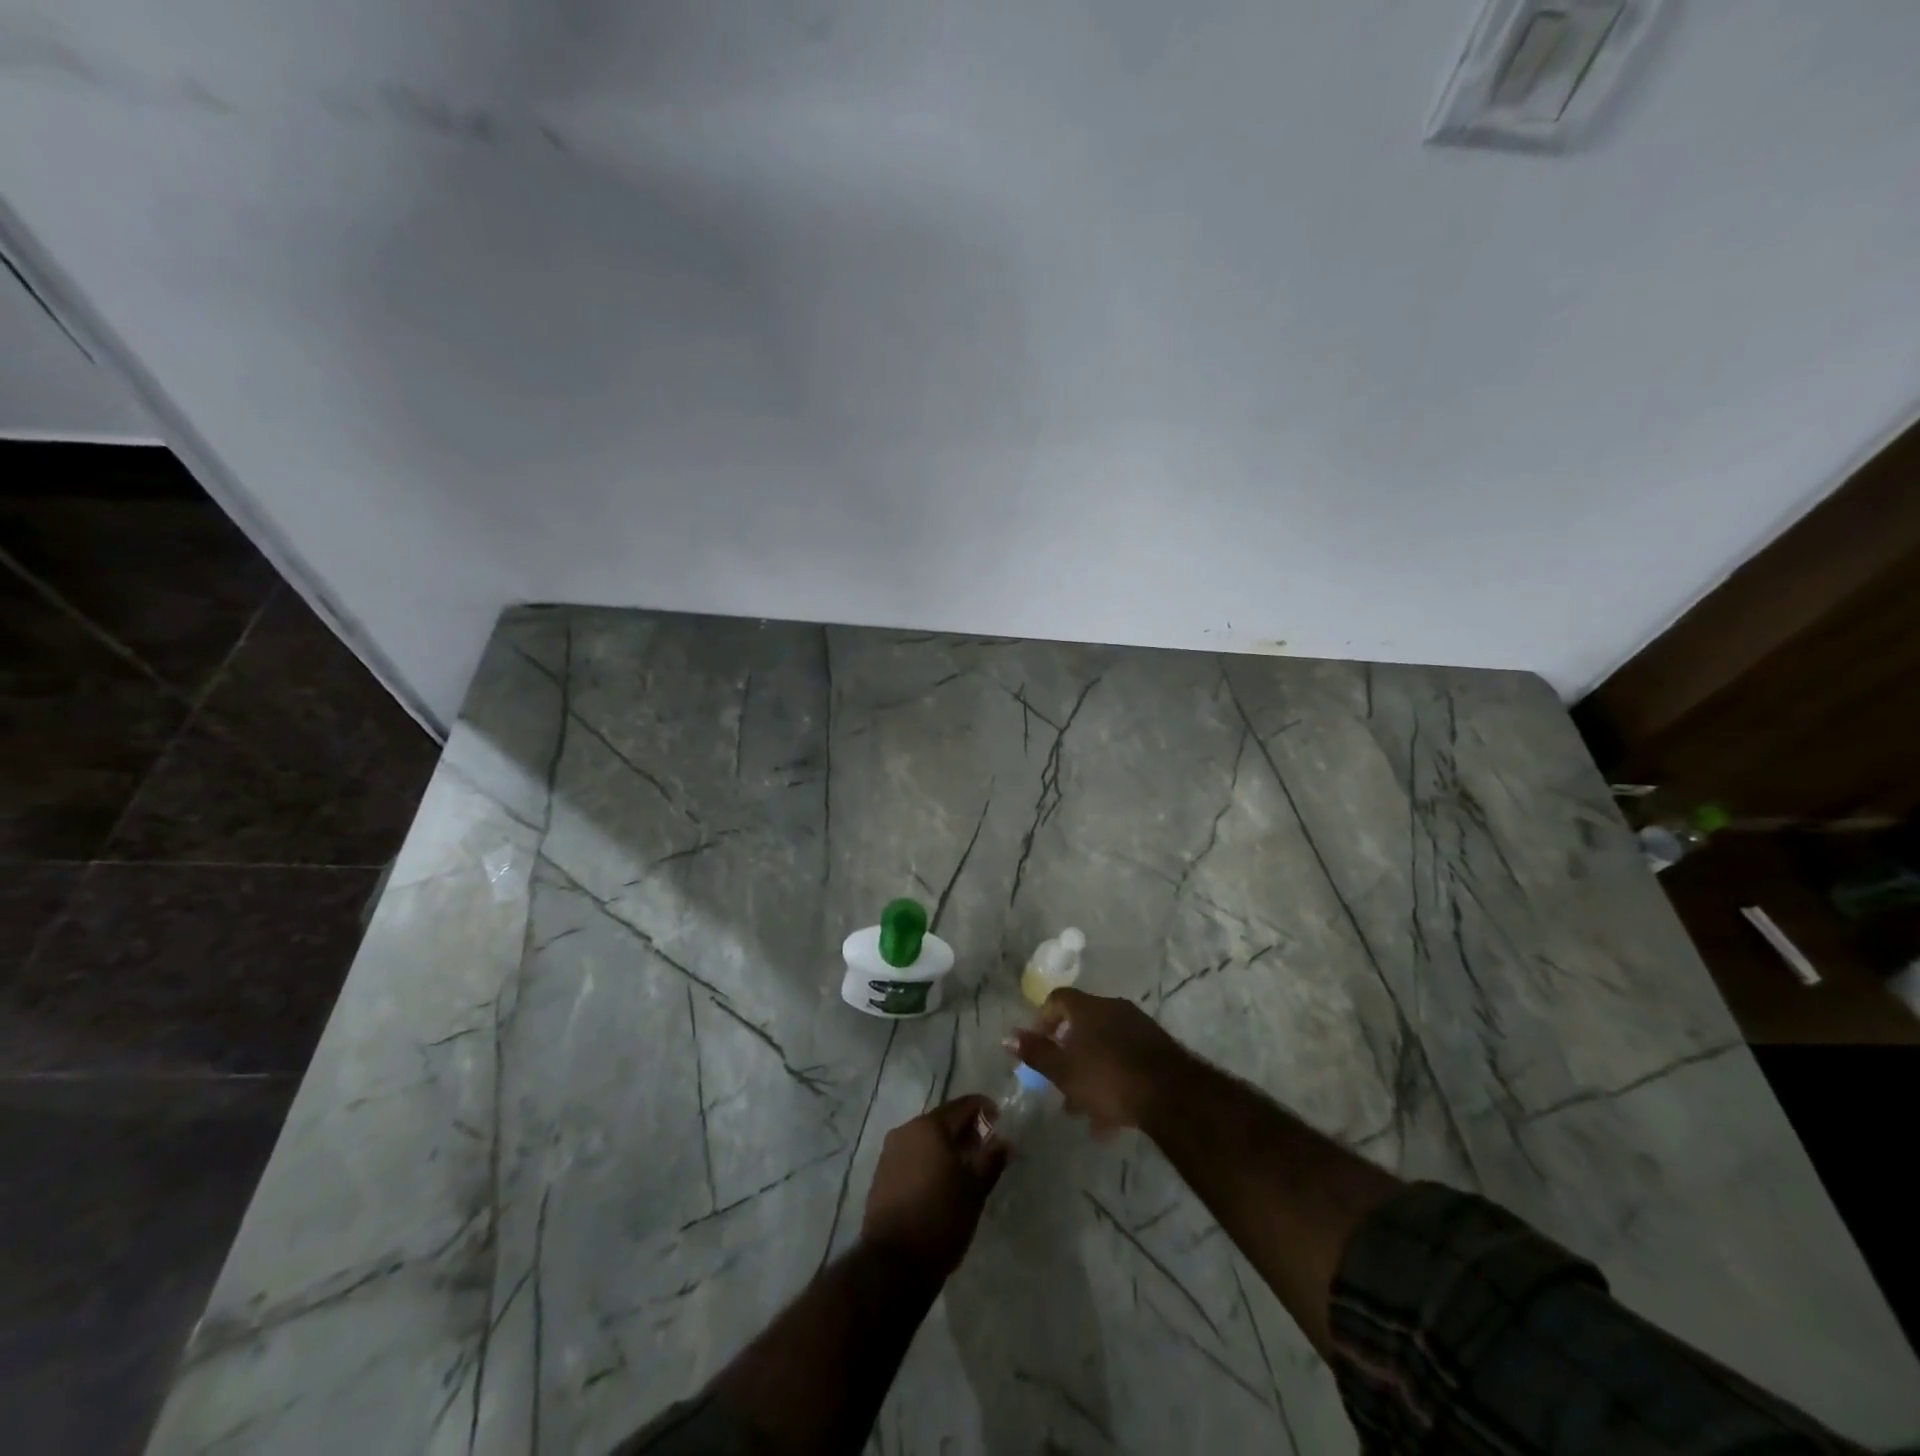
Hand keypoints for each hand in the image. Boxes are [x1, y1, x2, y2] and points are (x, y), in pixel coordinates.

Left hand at [861, 1096, 1008, 1276]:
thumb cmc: (941, 1218)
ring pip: (926, 1140)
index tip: (1000, 1121)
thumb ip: (991, 1159)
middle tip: (985, 1150)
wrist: (893, 1264)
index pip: (963, 1106)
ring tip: (965, 1170)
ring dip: (946, 1148)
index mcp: (929, 1126)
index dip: (984, 1109)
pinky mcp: (881, 1175)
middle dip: (965, 1131)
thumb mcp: (975, 1189)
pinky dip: (929, 1162)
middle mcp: (906, 1130)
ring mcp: (890, 1152)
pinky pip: (912, 1157)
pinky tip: (940, 1184)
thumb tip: (1005, 1141)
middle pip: (942, 1121)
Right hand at [1009, 988, 1193, 1133]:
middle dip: (1068, 1054)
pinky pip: (1125, 1060)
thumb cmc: (1108, 1078)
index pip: (1058, 999)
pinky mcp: (1158, 1051)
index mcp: (1089, 1008)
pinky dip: (1113, 1080)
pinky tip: (1110, 1119)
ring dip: (1090, 1073)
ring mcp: (1139, 1028)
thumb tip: (1007, 1036)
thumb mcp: (1064, 1070)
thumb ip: (1035, 1052)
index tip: (1037, 1046)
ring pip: (1104, 1047)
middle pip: (1082, 1025)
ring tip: (1083, 1110)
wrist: (1171, 1094)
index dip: (1043, 1019)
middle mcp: (1114, 1009)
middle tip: (1059, 1083)